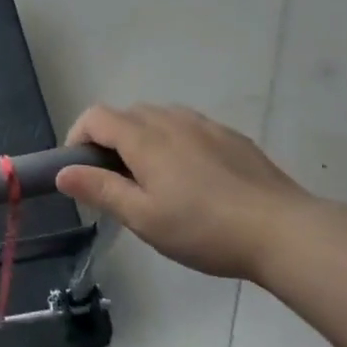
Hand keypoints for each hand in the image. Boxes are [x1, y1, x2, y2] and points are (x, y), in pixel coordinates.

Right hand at [55, 104, 309, 280]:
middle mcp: (172, 121)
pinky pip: (190, 127)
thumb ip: (99, 189)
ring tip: (153, 177)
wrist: (284, 232)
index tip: (80, 170)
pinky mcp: (232, 138)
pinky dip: (175, 140)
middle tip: (115, 180)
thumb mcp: (142, 217)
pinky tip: (192, 177)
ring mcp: (206, 126)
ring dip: (143, 137)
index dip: (78, 136)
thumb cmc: (203, 228)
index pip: (96, 117)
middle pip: (127, 114)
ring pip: (160, 117)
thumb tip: (63, 172)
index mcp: (144, 139)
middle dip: (109, 139)